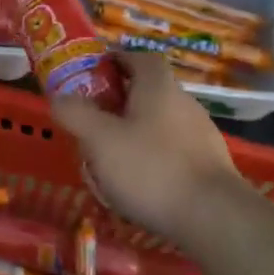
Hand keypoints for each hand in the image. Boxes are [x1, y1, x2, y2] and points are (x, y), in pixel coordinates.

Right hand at [50, 51, 243, 237]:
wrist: (214, 217)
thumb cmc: (151, 168)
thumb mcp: (99, 139)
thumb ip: (74, 113)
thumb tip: (59, 98)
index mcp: (158, 86)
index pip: (137, 57)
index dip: (113, 61)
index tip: (90, 77)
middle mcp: (183, 102)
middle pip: (146, 92)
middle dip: (116, 105)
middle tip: (90, 124)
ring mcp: (200, 134)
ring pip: (157, 124)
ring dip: (133, 135)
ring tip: (109, 162)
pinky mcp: (209, 164)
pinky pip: (171, 151)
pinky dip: (152, 159)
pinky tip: (138, 186)